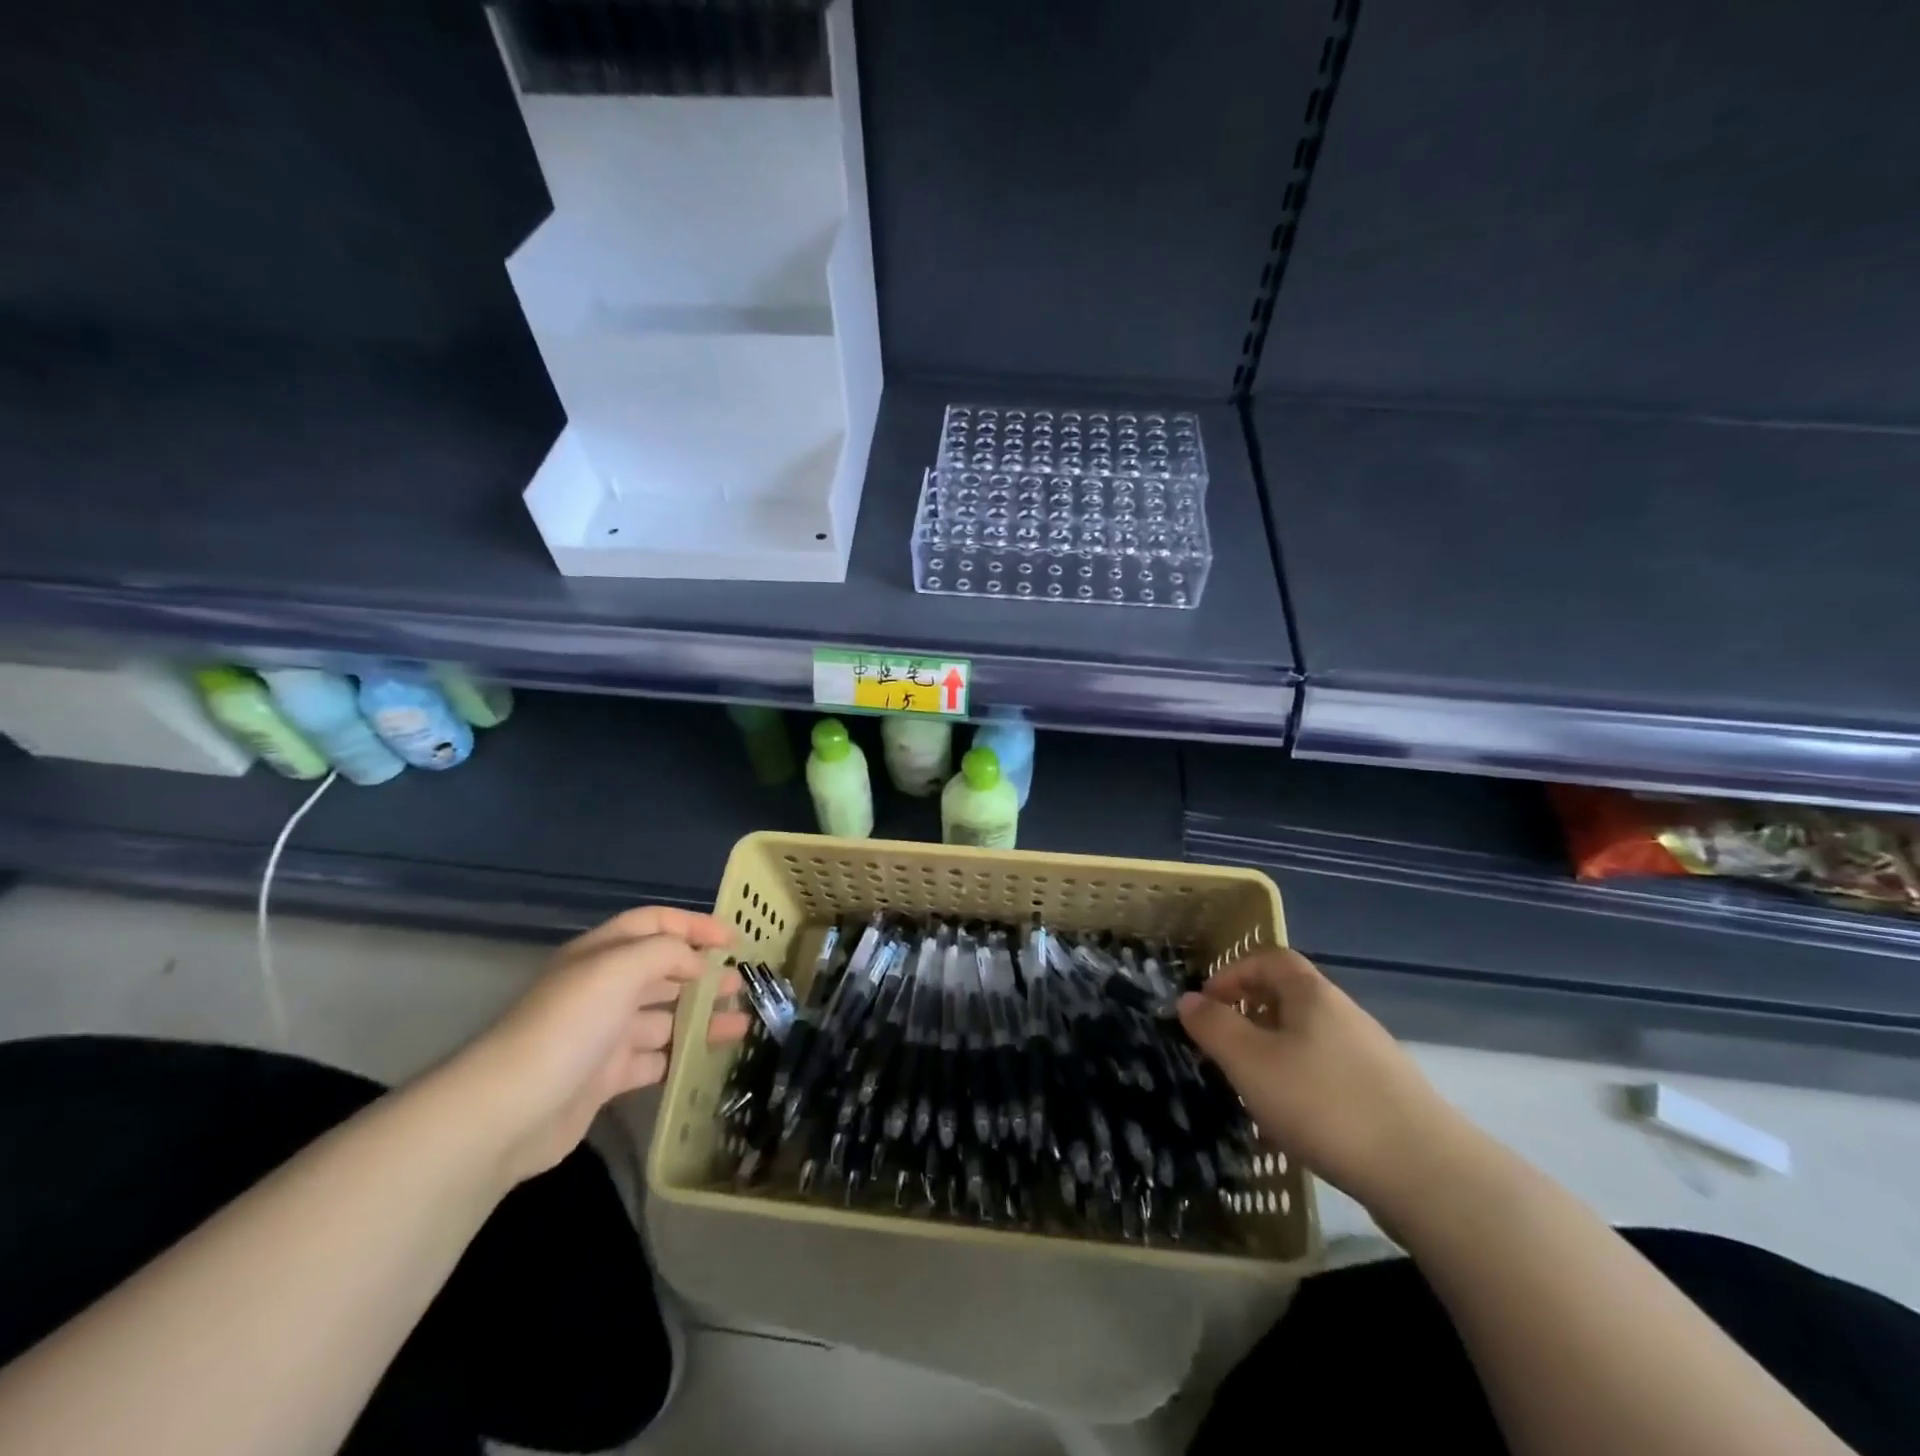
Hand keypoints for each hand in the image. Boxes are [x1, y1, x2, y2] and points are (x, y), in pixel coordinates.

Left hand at [457, 907, 752, 1183]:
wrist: (508, 1111)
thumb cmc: (569, 1025)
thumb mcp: (619, 968)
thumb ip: (667, 952)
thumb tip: (698, 964)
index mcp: (602, 954)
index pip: (655, 923)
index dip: (694, 925)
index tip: (734, 940)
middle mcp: (603, 988)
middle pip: (663, 970)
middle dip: (704, 973)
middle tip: (742, 984)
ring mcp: (604, 1035)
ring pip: (665, 1017)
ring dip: (702, 1016)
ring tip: (742, 1022)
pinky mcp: (606, 1077)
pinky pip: (656, 1059)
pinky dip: (683, 1056)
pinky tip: (712, 1058)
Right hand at [1177, 948, 1465, 1213]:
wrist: (1429, 1176)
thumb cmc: (1325, 1104)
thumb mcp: (1251, 1062)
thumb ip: (1214, 1027)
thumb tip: (1188, 1000)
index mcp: (1312, 995)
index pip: (1269, 959)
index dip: (1233, 972)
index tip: (1207, 1003)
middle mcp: (1345, 1014)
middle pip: (1290, 997)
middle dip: (1250, 1015)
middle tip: (1224, 1047)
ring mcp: (1371, 1056)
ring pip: (1309, 1038)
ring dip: (1274, 1052)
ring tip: (1254, 1089)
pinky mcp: (1388, 1096)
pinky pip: (1330, 1073)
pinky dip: (1303, 1083)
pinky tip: (1296, 1124)